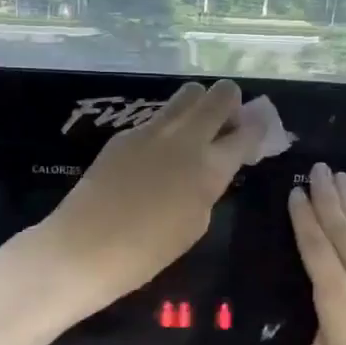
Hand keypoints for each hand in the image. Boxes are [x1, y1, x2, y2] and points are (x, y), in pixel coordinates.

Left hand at [41, 79, 264, 310]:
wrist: (87, 246)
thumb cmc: (149, 250)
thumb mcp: (196, 222)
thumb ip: (209, 187)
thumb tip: (211, 168)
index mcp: (210, 166)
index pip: (248, 131)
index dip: (258, 129)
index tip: (258, 132)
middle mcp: (186, 137)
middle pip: (219, 94)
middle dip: (230, 102)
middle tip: (226, 125)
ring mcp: (152, 130)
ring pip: (187, 94)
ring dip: (199, 105)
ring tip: (193, 133)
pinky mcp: (125, 133)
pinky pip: (157, 117)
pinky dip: (168, 126)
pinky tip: (157, 155)